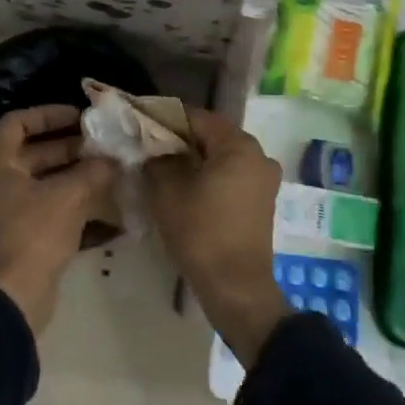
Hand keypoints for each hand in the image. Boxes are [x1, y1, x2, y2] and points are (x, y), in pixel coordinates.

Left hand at [0, 104, 117, 333]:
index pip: (18, 122)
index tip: (80, 117)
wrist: (15, 296)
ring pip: (42, 179)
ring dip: (73, 172)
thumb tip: (113, 158)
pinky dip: (71, 199)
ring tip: (107, 168)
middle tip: (102, 144)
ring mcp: (7, 209)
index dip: (49, 114)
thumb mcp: (69, 195)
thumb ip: (93, 171)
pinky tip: (102, 200)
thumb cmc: (34, 234)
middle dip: (69, 145)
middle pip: (32, 151)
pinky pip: (46, 204)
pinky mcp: (21, 233)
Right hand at [143, 107, 288, 365]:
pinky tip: (186, 187)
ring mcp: (264, 179)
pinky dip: (210, 175)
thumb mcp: (168, 191)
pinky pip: (232, 175)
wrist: (236, 287)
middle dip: (180, 138)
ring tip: (164, 168)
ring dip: (195, 158)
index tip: (141, 123)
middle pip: (212, 135)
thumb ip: (158, 160)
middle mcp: (259, 155)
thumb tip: (153, 148)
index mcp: (239, 145)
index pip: (197, 117)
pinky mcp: (262, 200)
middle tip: (149, 147)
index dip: (166, 118)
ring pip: (222, 156)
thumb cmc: (201, 232)